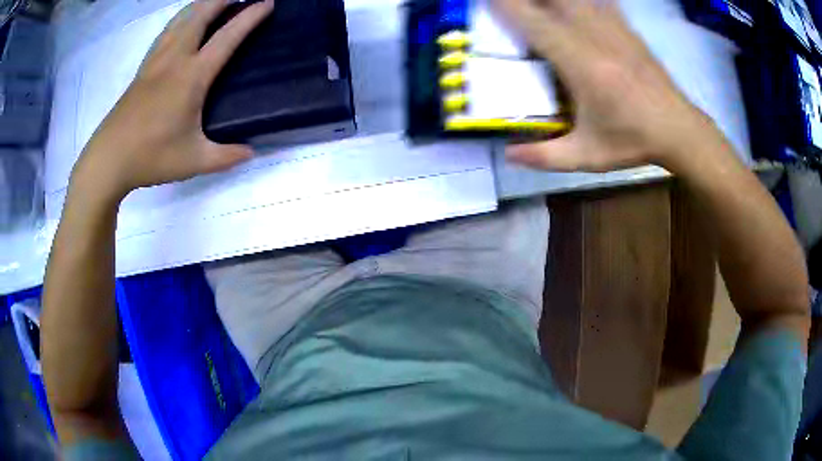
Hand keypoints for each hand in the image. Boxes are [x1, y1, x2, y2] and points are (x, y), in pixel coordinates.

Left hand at [72, 0, 273, 200]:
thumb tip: (251, 153)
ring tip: (214, 2)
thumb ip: (226, 156)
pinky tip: (182, 24)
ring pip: (180, 19)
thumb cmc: (150, 157)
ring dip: (200, 5)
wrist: (108, 160)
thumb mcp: (194, 161)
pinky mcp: (142, 69)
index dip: (250, 17)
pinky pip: (165, 32)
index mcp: (191, 77)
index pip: (227, 37)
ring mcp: (155, 61)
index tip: (267, 3)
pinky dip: (180, 20)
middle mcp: (174, 59)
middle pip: (200, 14)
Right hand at [494, 0, 712, 171]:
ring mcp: (614, 28)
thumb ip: (545, 157)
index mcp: (581, 64)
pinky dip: (584, 0)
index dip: (508, 5)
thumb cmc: (634, 142)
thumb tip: (508, 154)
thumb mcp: (588, 157)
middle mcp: (595, 37)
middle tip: (516, 6)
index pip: (535, 23)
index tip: (489, 0)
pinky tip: (578, 6)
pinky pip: (599, 0)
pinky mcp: (626, 28)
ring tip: (541, 7)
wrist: (679, 129)